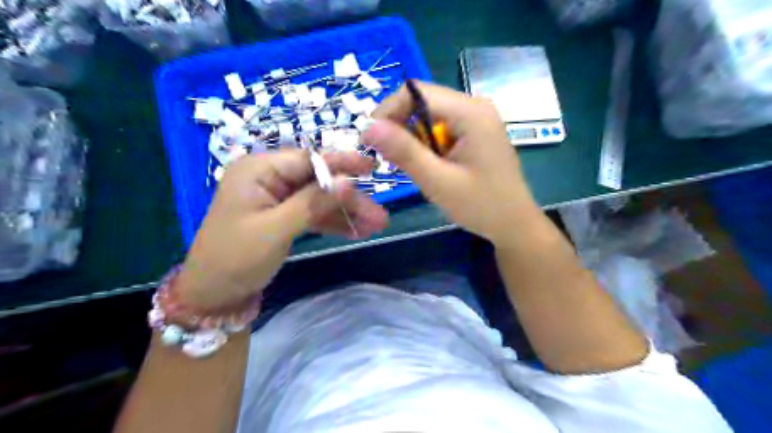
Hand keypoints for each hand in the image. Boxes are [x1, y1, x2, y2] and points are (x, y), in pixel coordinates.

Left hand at [176, 150, 388, 309]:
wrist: (213, 294)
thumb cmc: (235, 258)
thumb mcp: (275, 230)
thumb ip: (312, 203)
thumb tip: (348, 181)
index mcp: (258, 170)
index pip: (308, 159)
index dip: (342, 163)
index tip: (372, 168)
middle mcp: (269, 178)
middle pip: (319, 181)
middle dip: (349, 199)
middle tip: (380, 216)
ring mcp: (277, 197)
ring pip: (319, 199)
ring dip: (346, 213)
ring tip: (376, 226)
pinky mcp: (283, 215)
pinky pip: (313, 214)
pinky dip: (333, 223)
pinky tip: (356, 232)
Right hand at [364, 82, 537, 245]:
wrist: (514, 224)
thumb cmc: (481, 206)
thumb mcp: (438, 181)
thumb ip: (404, 152)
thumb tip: (368, 126)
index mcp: (470, 112)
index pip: (416, 92)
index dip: (388, 110)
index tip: (370, 139)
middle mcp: (474, 106)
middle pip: (422, 101)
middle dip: (399, 126)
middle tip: (388, 158)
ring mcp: (477, 118)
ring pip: (429, 116)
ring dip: (413, 138)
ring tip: (413, 166)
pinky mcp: (475, 132)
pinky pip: (440, 128)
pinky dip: (427, 145)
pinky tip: (430, 166)